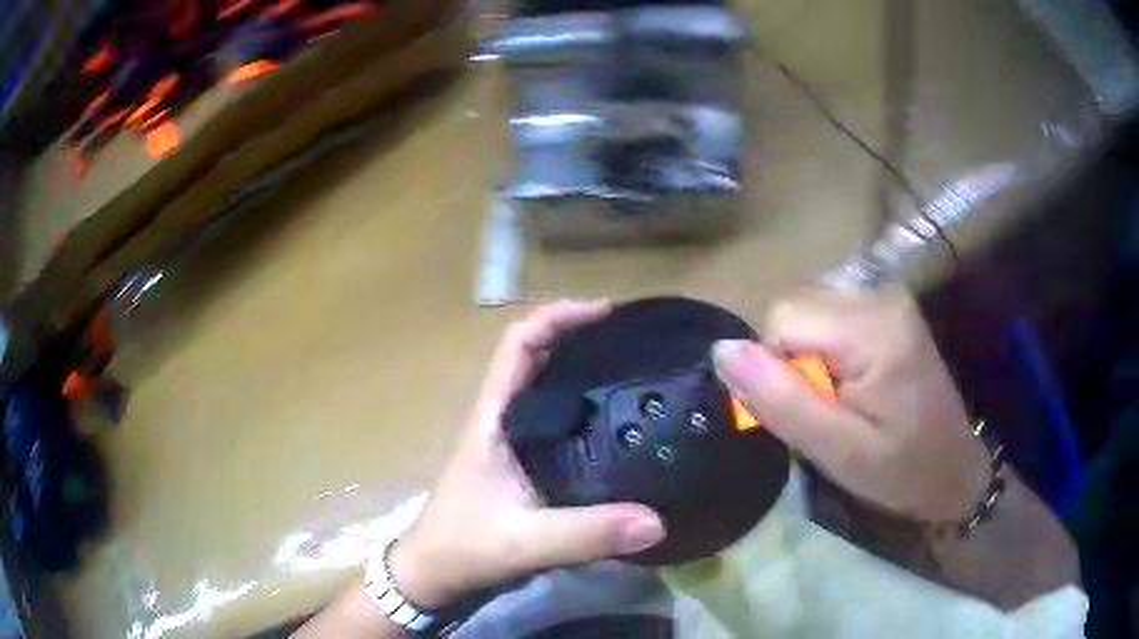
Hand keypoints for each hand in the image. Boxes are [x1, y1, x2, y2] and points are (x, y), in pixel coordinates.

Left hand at [390, 301, 665, 609]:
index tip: (605, 313)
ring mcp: (509, 442)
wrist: (432, 575)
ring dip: (580, 370)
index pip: (518, 344)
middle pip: (536, 357)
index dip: (557, 317)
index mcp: (492, 418)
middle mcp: (500, 420)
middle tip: (633, 340)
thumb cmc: (463, 548)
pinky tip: (615, 424)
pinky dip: (582, 409)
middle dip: (578, 337)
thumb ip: (587, 534)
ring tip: (633, 371)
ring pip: (544, 388)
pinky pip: (554, 422)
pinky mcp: (520, 465)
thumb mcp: (526, 541)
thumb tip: (656, 521)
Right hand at [712, 287, 990, 523]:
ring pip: (807, 311)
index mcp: (873, 330)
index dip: (776, 370)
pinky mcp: (888, 310)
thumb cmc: (901, 471)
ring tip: (839, 400)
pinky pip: (828, 317)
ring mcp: (887, 299)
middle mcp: (879, 296)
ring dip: (807, 356)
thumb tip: (721, 350)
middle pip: (794, 308)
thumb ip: (780, 400)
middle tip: (825, 410)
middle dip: (792, 361)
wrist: (953, 469)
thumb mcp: (837, 451)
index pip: (782, 320)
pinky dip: (824, 351)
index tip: (807, 413)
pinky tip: (849, 384)